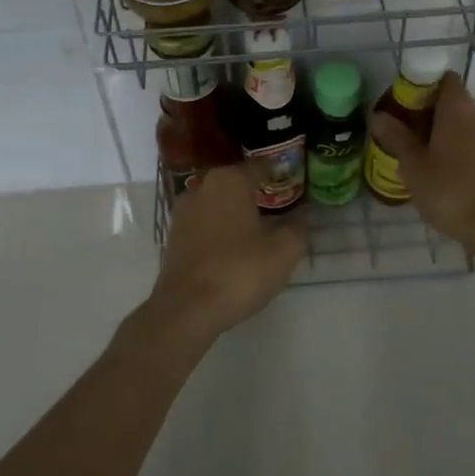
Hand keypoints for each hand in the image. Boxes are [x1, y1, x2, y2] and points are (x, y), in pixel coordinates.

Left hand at [147, 165, 304, 340]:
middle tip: (278, 207)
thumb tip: (302, 220)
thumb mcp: (283, 252)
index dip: (278, 173)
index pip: (260, 166)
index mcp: (230, 180)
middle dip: (255, 192)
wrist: (187, 309)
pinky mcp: (173, 237)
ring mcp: (183, 212)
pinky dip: (218, 230)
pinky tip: (232, 248)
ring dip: (234, 212)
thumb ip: (298, 231)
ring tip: (256, 229)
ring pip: (217, 203)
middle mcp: (203, 187)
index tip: (292, 181)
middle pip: (236, 183)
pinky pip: (203, 224)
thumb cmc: (239, 271)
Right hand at [368, 73, 474, 265]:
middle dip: (431, 115)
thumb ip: (396, 138)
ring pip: (468, 125)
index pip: (443, 78)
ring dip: (448, 135)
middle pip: (454, 102)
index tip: (405, 107)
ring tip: (428, 162)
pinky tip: (451, 177)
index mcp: (458, 108)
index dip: (423, 87)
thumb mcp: (414, 168)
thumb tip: (378, 115)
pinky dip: (465, 151)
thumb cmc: (452, 193)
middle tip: (409, 139)